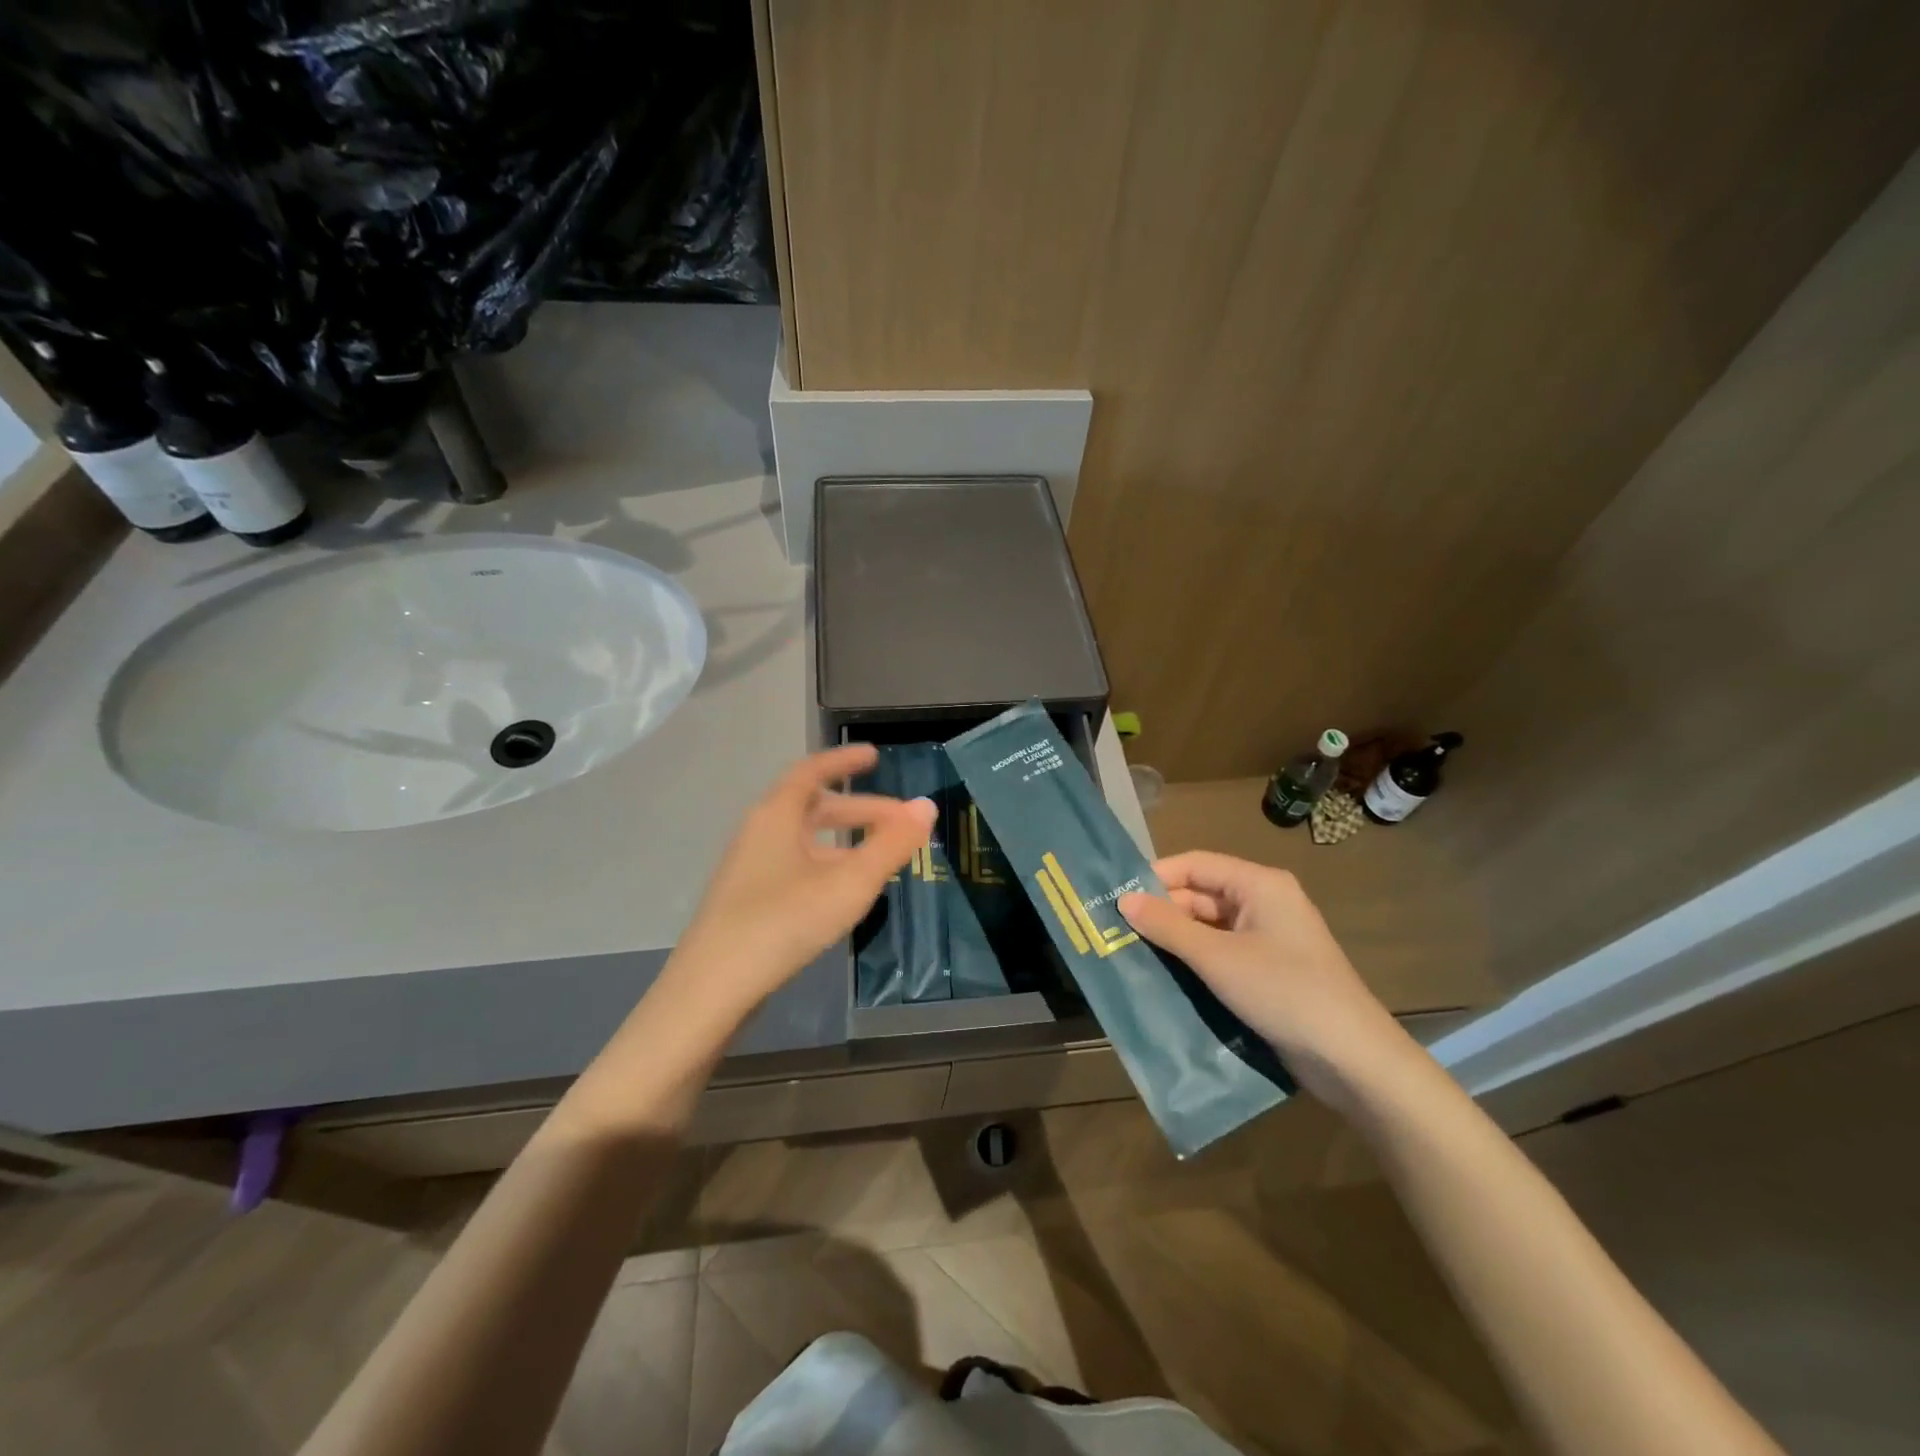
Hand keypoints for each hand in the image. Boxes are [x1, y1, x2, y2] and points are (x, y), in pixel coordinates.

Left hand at [667, 744, 935, 1024]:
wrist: (713, 988)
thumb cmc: (783, 921)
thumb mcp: (849, 883)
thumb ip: (890, 845)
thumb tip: (926, 806)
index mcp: (776, 815)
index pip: (812, 771)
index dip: (844, 761)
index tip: (874, 756)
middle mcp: (759, 832)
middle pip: (814, 808)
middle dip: (860, 810)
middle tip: (899, 822)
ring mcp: (750, 867)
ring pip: (805, 841)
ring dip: (845, 842)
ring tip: (881, 859)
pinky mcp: (748, 899)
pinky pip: (796, 865)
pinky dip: (827, 865)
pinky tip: (845, 893)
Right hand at [1119, 852, 1419, 1109]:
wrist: (1352, 1059)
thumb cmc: (1284, 992)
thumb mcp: (1217, 958)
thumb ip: (1168, 926)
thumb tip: (1124, 900)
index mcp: (1259, 884)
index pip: (1195, 864)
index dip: (1155, 878)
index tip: (1116, 899)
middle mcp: (1264, 902)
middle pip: (1200, 895)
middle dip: (1162, 912)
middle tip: (1117, 933)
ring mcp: (1268, 938)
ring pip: (1209, 926)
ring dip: (1175, 940)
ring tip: (1131, 955)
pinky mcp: (1268, 969)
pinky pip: (1222, 952)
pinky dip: (1195, 961)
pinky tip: (1165, 977)